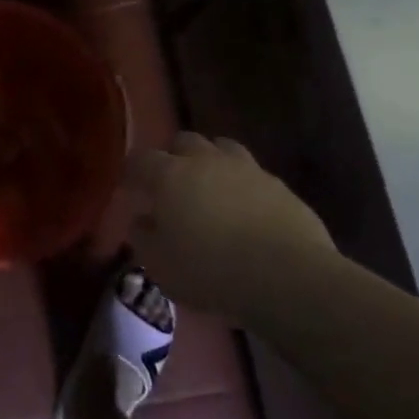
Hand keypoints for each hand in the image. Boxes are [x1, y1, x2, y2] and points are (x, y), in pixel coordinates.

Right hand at [125, 133, 333, 317]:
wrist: (287, 277)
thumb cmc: (211, 271)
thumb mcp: (160, 265)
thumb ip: (143, 237)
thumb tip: (141, 220)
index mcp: (170, 175)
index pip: (141, 159)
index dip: (132, 172)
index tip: (130, 189)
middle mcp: (206, 161)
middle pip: (183, 141)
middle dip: (173, 157)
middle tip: (172, 184)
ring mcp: (246, 168)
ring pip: (222, 148)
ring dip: (211, 161)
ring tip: (211, 188)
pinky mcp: (279, 185)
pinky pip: (253, 174)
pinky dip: (243, 184)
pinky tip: (246, 209)